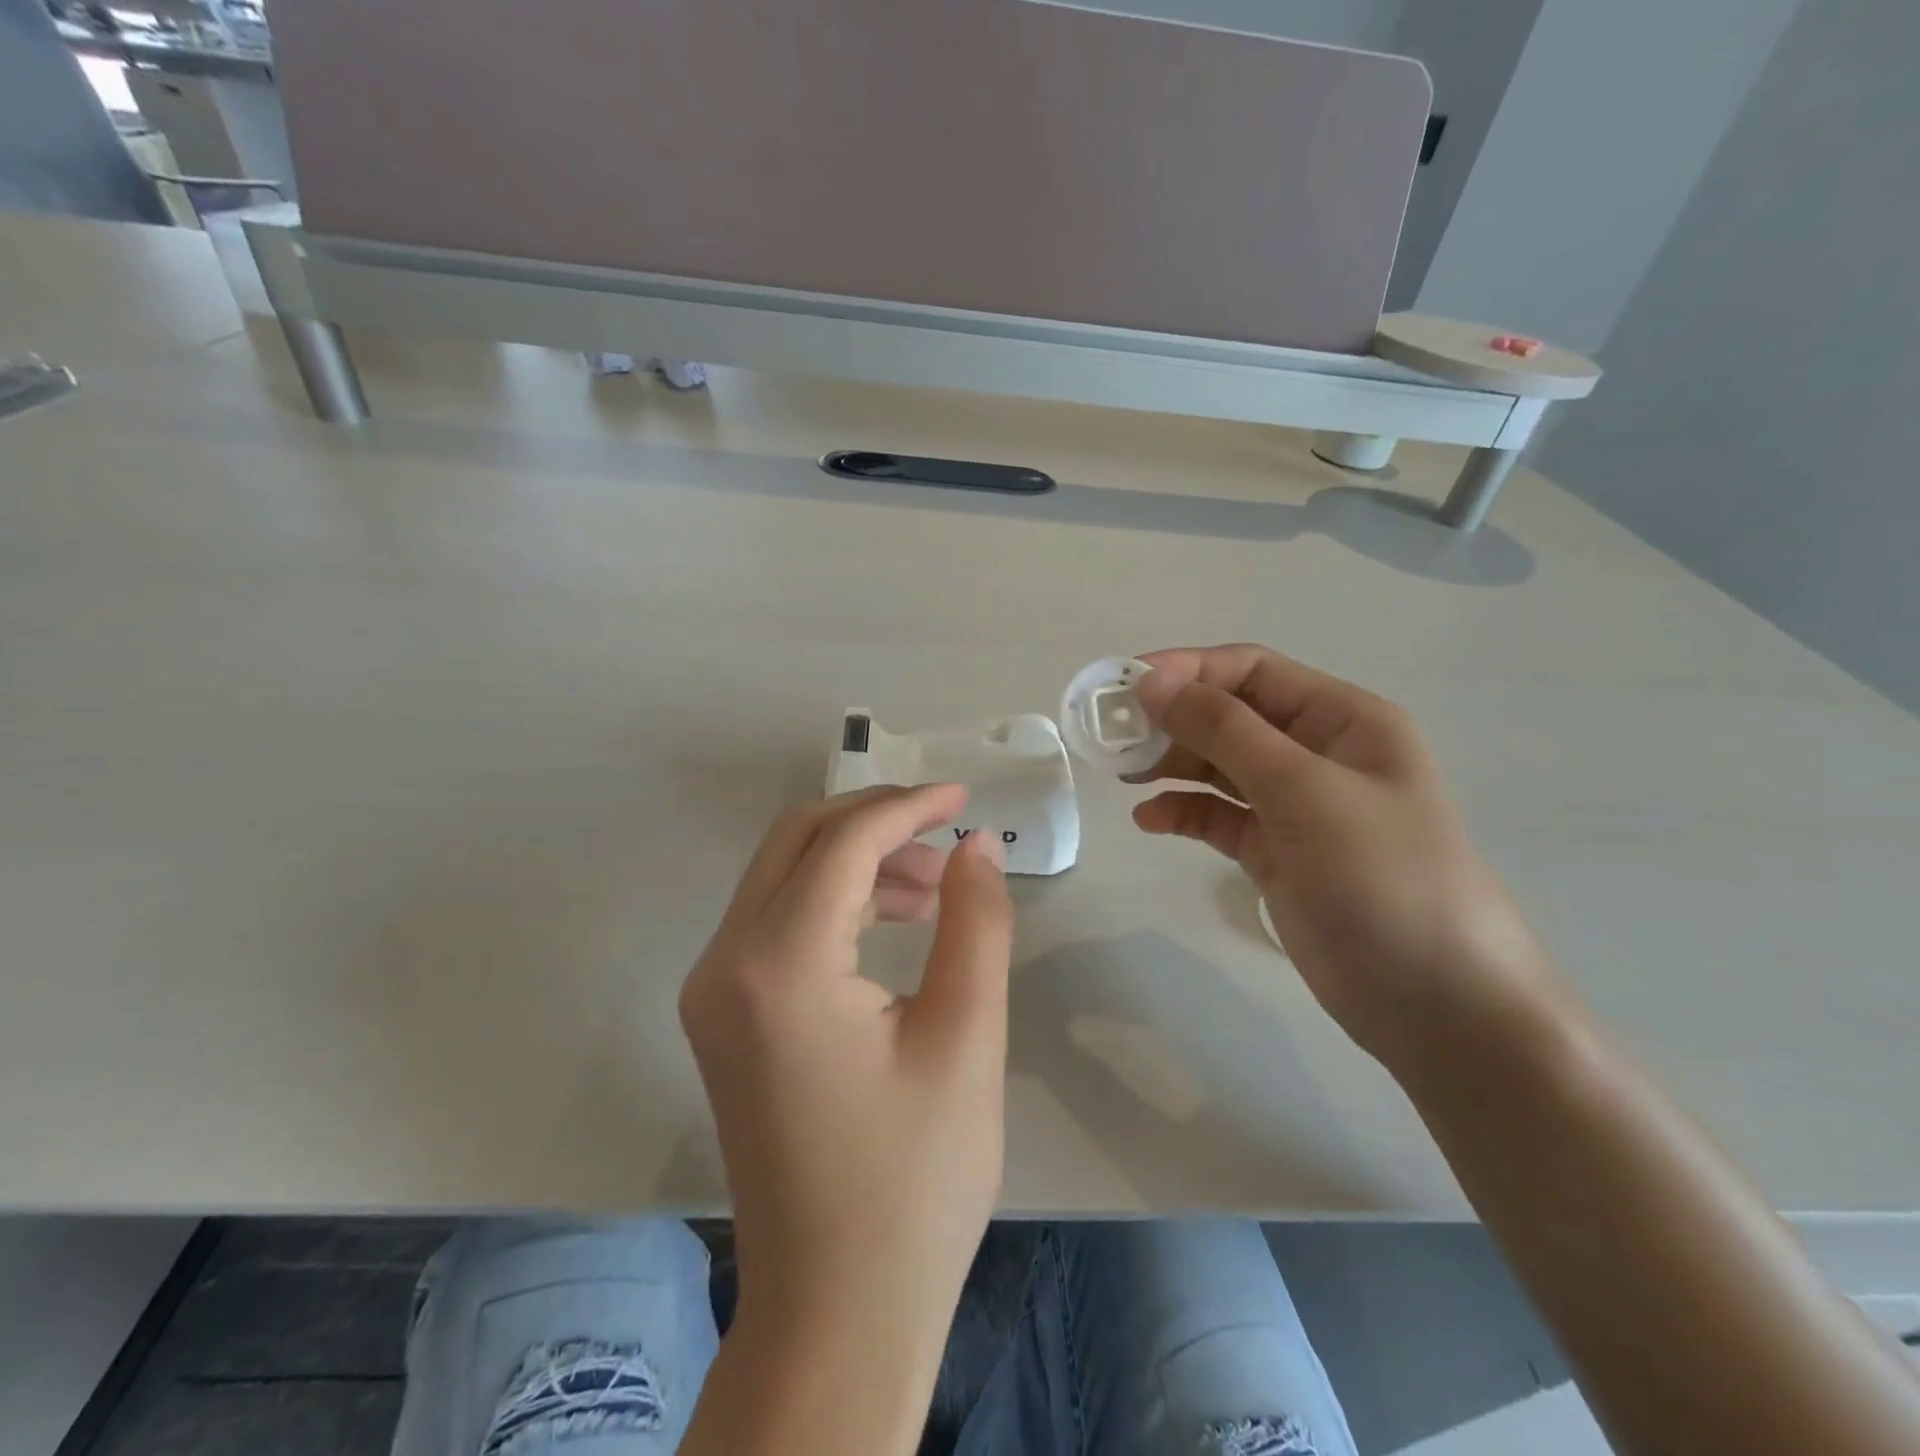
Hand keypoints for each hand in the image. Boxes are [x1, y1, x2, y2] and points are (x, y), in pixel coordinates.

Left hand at [679, 784, 1012, 1383]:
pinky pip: (775, 920)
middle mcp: (724, 963)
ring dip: (856, 859)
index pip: (843, 841)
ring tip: (933, 887)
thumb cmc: (914, 1181)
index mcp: (779, 965)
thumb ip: (975, 922)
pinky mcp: (722, 1016)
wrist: (836, 1308)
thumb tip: (976, 845)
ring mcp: (712, 991)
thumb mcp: (966, 1038)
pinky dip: (833, 900)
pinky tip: (892, 922)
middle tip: (947, 833)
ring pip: (783, 874)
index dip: (909, 807)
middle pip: (797, 839)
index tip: (966, 801)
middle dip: (875, 819)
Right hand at [1131, 644, 1554, 1070]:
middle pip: (1230, 715)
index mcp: (1342, 719)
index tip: (1123, 686)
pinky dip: (1183, 812)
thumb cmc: (1383, 877)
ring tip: (1124, 776)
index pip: (1251, 671)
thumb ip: (1225, 730)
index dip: (1187, 670)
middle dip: (1172, 720)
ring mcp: (1296, 806)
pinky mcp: (1276, 852)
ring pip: (1219, 765)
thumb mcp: (1304, 790)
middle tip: (1111, 738)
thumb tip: (1151, 680)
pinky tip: (1150, 821)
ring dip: (1171, 764)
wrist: (1436, 1003)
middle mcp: (1318, 753)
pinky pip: (1218, 816)